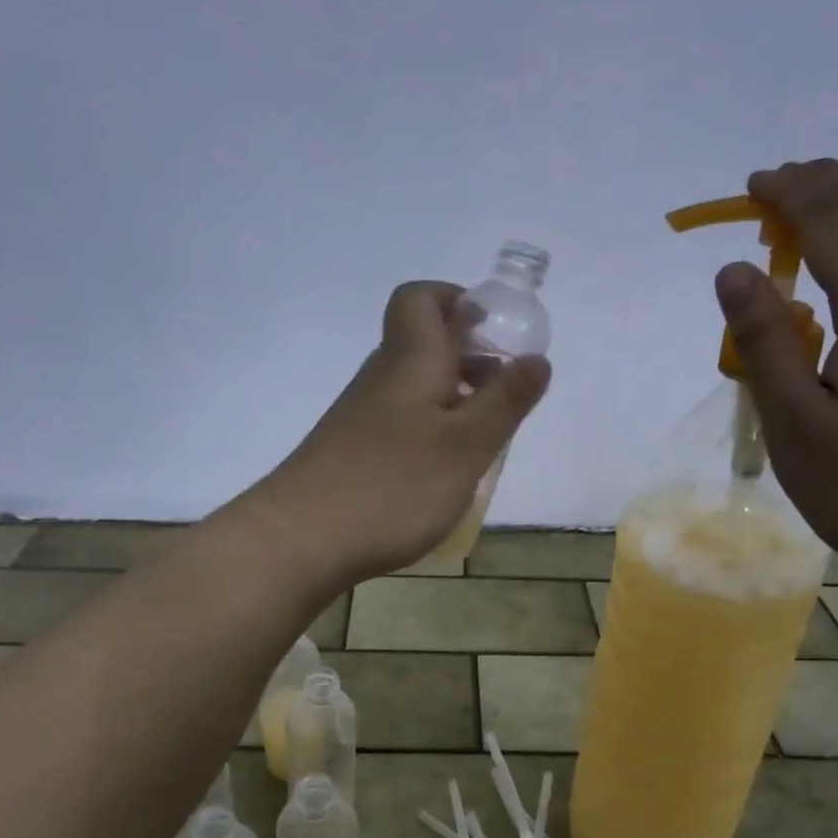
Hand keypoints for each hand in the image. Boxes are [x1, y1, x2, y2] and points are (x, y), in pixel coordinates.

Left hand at [253, 282, 550, 585]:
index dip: (457, 300)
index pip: (420, 299)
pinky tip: (441, 474)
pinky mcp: (350, 453)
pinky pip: (399, 425)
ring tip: (483, 442)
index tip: (493, 332)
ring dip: (453, 402)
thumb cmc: (393, 486)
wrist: (300, 539)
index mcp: (411, 360)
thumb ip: (505, 401)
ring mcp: (360, 417)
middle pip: (422, 345)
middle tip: (505, 397)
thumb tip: (537, 358)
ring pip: (413, 389)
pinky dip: (429, 434)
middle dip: (470, 359)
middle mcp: (381, 378)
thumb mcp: (466, 446)